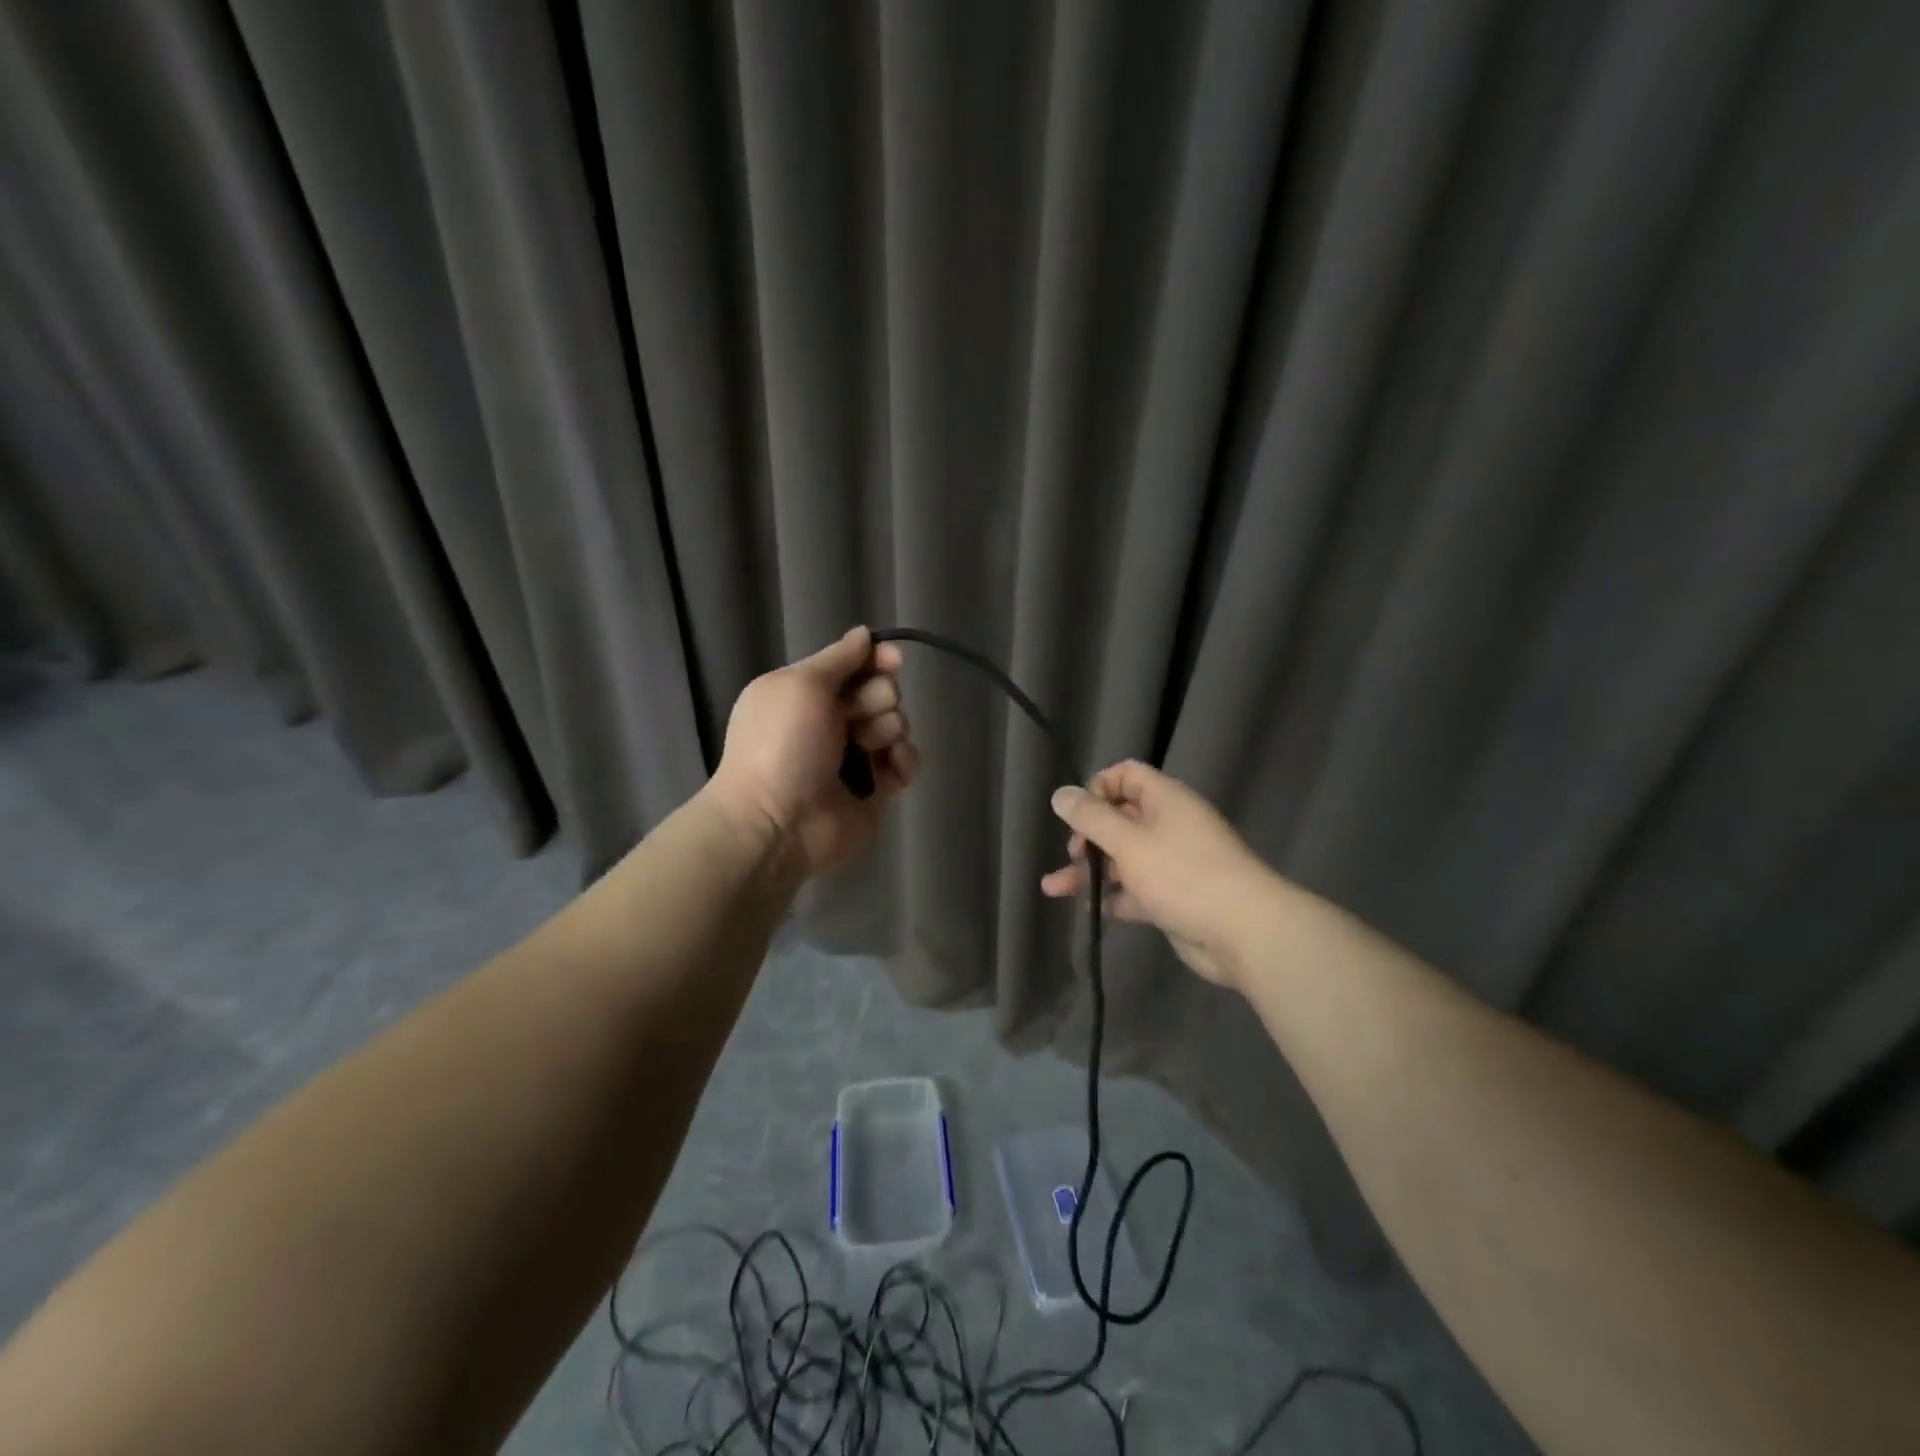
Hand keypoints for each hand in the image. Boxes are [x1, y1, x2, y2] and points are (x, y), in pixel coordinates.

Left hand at [709, 626, 919, 876]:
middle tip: (856, 719)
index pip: (854, 664)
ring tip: (868, 749)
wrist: (777, 823)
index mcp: (807, 693)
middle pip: (881, 691)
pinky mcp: (875, 790)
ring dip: (888, 731)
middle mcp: (832, 721)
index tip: (894, 661)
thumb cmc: (782, 745)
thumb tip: (864, 634)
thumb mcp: (801, 685)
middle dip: (878, 699)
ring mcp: (855, 757)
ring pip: (897, 725)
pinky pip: (906, 762)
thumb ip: (838, 657)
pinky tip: (891, 772)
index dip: (877, 659)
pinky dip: (904, 762)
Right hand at [1041, 760, 1280, 990]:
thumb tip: (1060, 794)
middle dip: (1088, 835)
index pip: (1126, 775)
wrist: (1244, 933)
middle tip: (1074, 853)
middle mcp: (1169, 826)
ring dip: (1090, 871)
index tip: (1078, 813)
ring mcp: (1172, 864)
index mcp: (1166, 800)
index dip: (1098, 788)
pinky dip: (1111, 898)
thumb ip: (1091, 818)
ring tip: (1053, 888)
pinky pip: (1134, 890)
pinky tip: (1086, 910)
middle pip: (1120, 819)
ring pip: (1122, 859)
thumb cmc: (1183, 875)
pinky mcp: (1172, 898)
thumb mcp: (1129, 842)